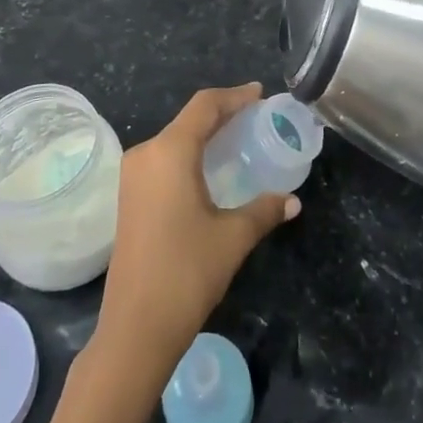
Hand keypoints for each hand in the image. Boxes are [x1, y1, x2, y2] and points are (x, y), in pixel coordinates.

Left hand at [94, 85, 299, 378]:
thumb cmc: (186, 272)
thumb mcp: (233, 237)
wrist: (135, 328)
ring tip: (238, 139)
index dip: (235, 96)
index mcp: (170, 151)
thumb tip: (293, 201)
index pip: (205, 106)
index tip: (260, 94)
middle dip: (223, 114)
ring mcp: (133, 176)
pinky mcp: (130, 196)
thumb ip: (264, 210)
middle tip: (256, 117)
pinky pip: (164, 159)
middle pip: (189, 119)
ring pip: (175, 139)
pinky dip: (190, 154)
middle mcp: (147, 153)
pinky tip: (211, 169)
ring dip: (205, 135)